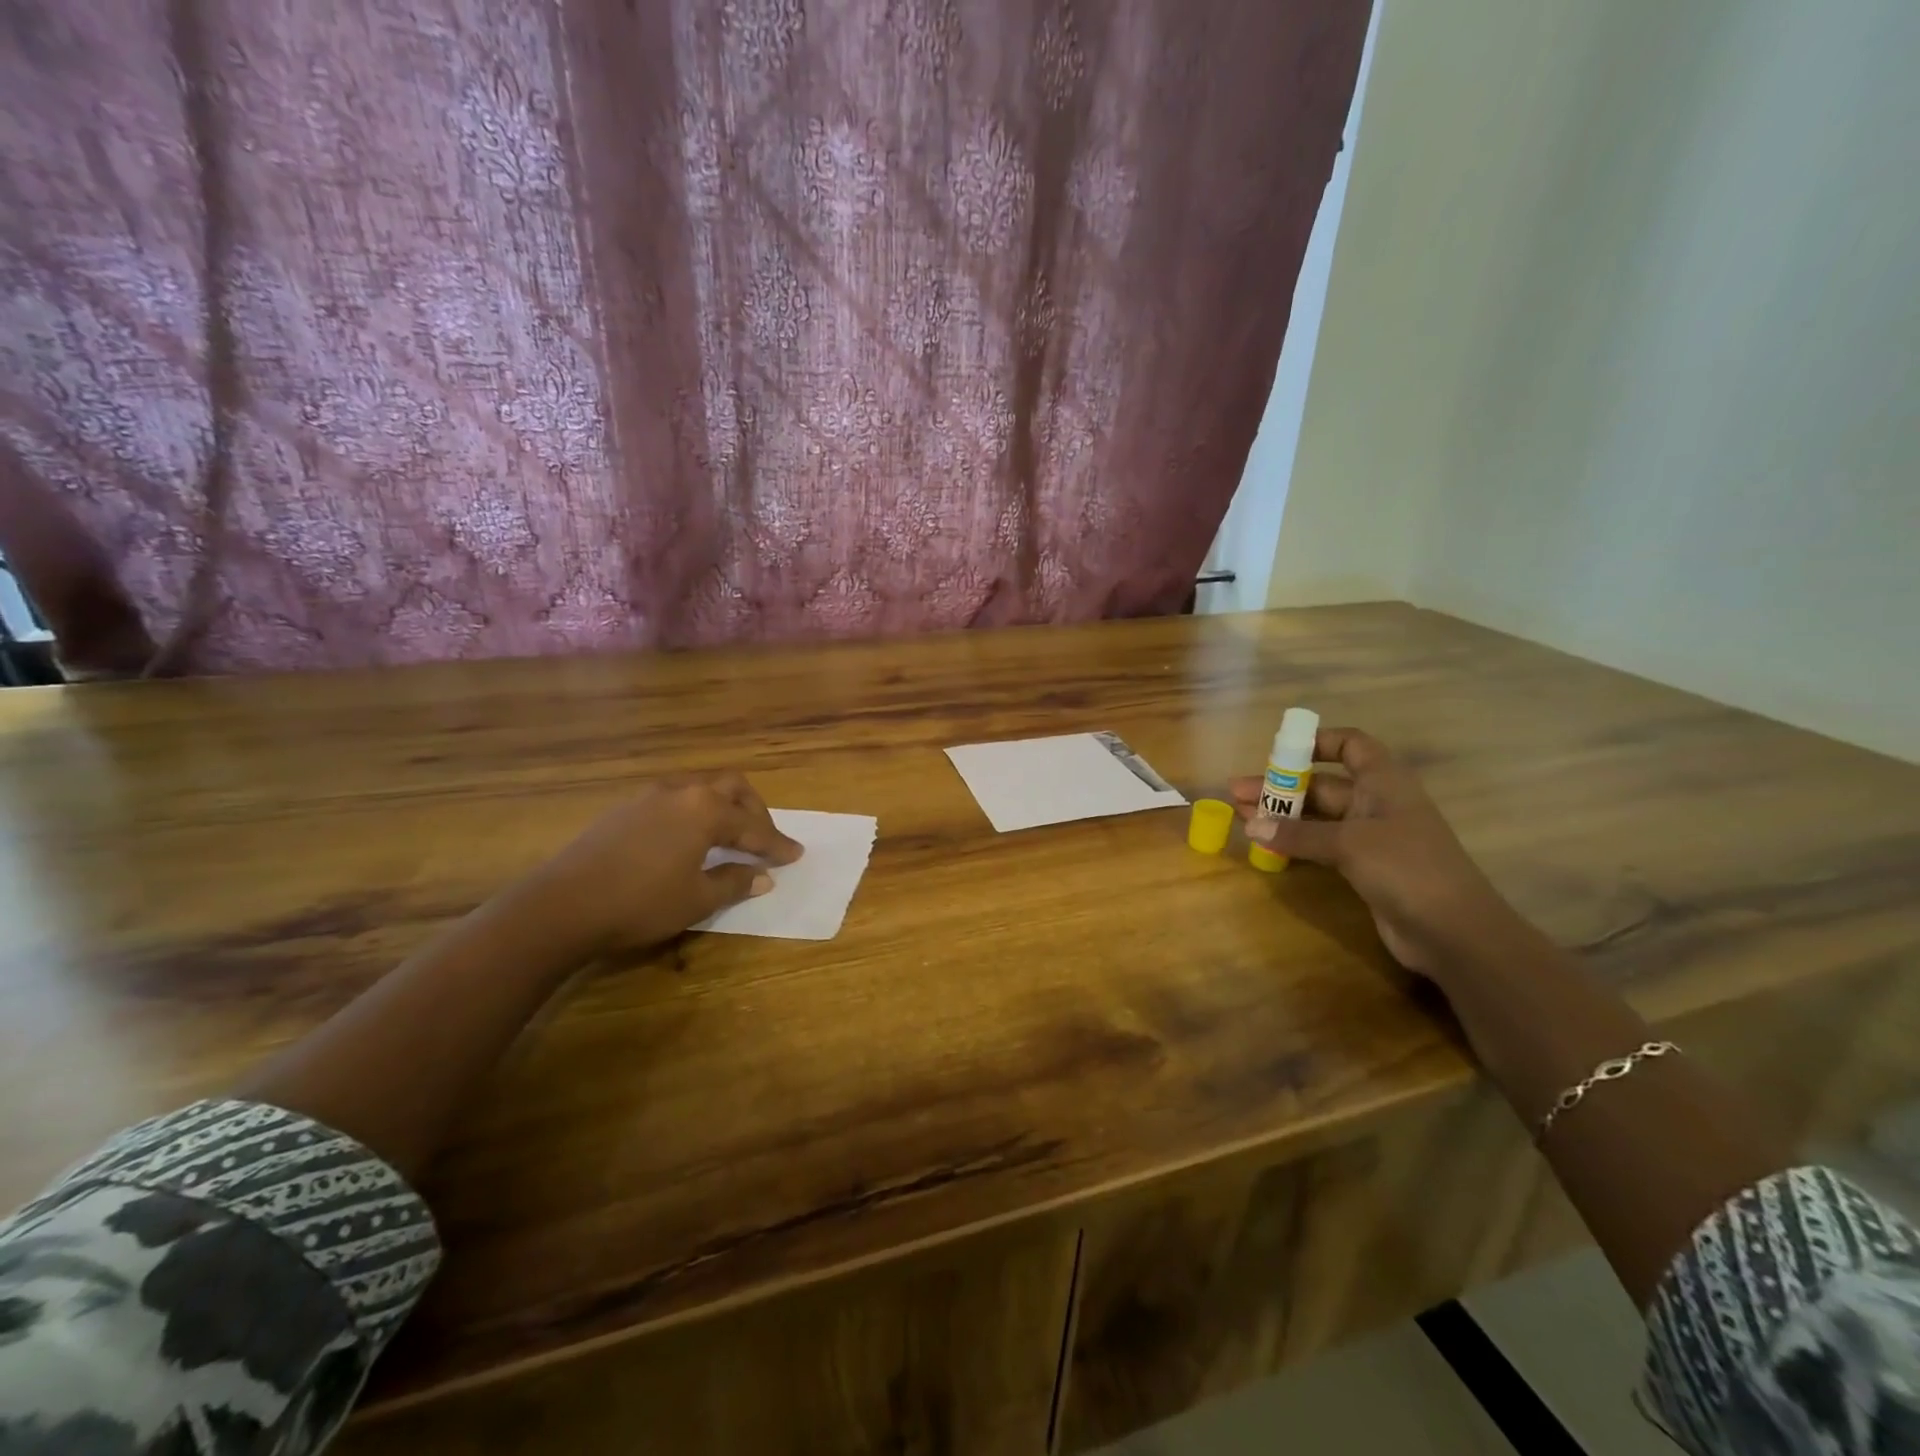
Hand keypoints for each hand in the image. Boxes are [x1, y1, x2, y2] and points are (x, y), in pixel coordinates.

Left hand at [512, 772, 802, 955]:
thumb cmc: (640, 903)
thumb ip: (734, 882)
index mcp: (705, 810)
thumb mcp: (696, 899)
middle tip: (763, 839)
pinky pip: (675, 799)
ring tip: (729, 835)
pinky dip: (695, 813)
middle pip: (731, 788)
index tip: (795, 855)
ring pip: (701, 789)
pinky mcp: (625, 808)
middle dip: (754, 811)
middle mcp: (682, 792)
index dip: (776, 844)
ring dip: (723, 807)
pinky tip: (688, 839)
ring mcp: (650, 796)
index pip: (753, 826)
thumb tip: (763, 877)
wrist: (562, 905)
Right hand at [1230, 727, 1516, 975]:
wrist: (1454, 931)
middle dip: (1281, 787)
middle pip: (1323, 784)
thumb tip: (1250, 825)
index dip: (1318, 742)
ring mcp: (1370, 837)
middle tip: (1237, 793)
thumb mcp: (1349, 844)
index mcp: (1384, 782)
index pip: (1351, 745)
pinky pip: (1321, 845)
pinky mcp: (1364, 867)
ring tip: (1241, 816)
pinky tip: (1266, 844)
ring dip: (1282, 816)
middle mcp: (1376, 803)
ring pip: (1318, 817)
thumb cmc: (1407, 868)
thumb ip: (1297, 834)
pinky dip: (1294, 842)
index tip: (1280, 752)